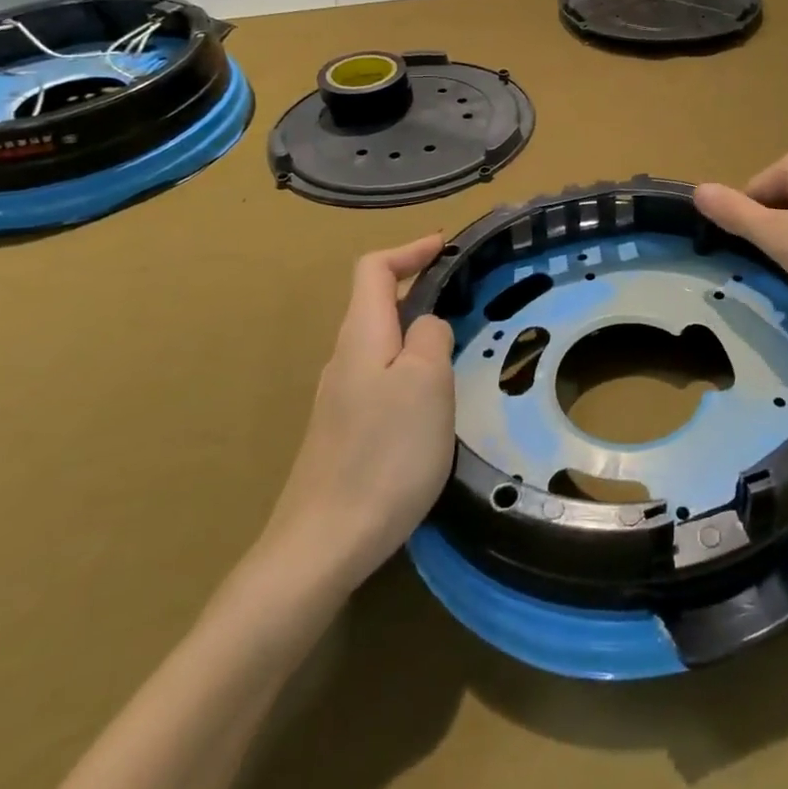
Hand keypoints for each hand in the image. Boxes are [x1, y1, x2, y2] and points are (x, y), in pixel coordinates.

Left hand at [253, 235, 455, 599]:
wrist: (324, 543)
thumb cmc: (385, 454)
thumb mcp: (426, 383)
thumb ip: (430, 337)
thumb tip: (427, 326)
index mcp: (361, 336)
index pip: (373, 270)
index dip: (408, 249)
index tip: (444, 245)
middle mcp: (344, 358)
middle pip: (375, 303)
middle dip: (417, 286)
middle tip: (463, 294)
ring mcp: (341, 397)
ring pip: (380, 342)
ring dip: (416, 329)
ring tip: (456, 344)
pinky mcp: (345, 431)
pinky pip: (381, 376)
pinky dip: (410, 366)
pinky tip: (432, 398)